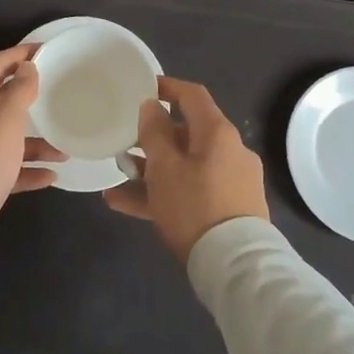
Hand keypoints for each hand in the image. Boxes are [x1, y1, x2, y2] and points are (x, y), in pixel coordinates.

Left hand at [0, 45, 64, 261]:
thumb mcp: (3, 123)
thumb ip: (18, 92)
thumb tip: (27, 67)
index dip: (18, 55)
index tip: (46, 50)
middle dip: (29, 98)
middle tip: (58, 91)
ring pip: (6, 139)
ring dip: (35, 142)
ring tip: (65, 147)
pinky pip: (7, 170)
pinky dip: (27, 170)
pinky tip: (51, 176)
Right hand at [104, 76, 269, 262]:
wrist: (234, 266)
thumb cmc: (194, 205)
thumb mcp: (164, 166)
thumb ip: (154, 132)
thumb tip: (152, 106)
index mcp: (217, 133)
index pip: (193, 96)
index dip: (167, 87)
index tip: (142, 88)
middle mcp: (229, 151)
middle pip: (186, 134)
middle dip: (152, 139)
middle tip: (124, 143)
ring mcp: (230, 182)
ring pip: (184, 166)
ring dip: (151, 170)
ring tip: (118, 179)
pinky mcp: (228, 209)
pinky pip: (190, 191)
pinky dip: (162, 194)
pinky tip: (124, 204)